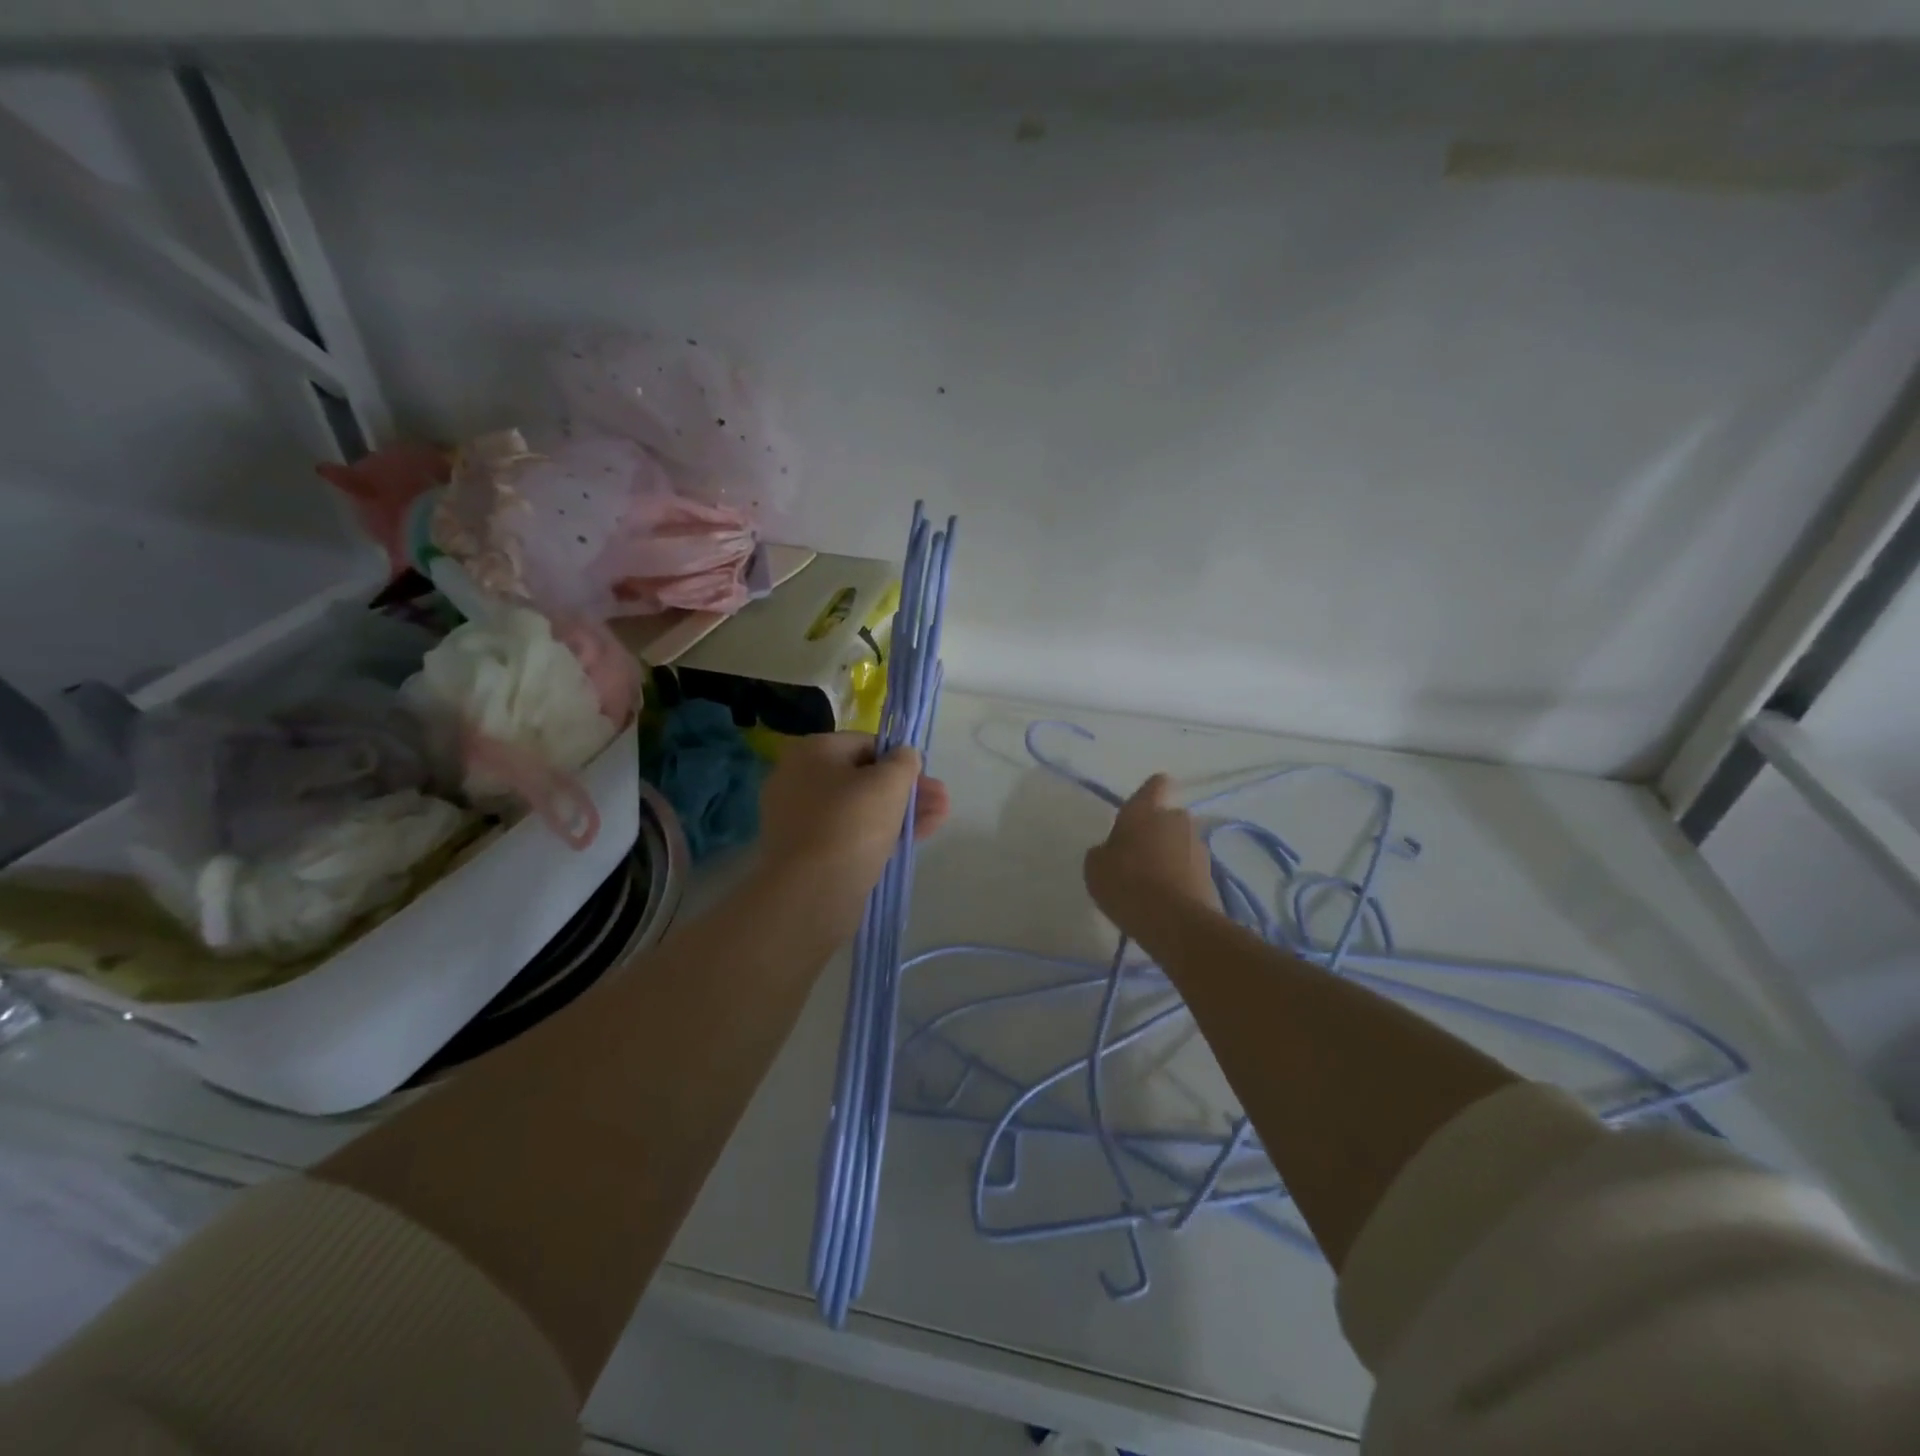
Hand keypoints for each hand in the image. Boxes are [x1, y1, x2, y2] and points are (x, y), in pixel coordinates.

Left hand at [757, 732, 949, 926]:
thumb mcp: (889, 782)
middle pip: (862, 778)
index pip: (864, 743)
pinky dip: (879, 835)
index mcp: (811, 752)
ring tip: (938, 819)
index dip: (899, 758)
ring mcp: (799, 819)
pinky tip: (912, 840)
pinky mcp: (806, 853)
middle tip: (941, 801)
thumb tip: (904, 756)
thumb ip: (904, 761)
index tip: (924, 776)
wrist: (811, 892)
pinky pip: (848, 835)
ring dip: (900, 812)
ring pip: (859, 809)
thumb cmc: (852, 824)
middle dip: (906, 789)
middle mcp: (797, 780)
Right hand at [1084, 774, 1218, 938]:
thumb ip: (1103, 851)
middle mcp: (1177, 820)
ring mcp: (1198, 847)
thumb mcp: (1095, 867)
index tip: (1142, 807)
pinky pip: (1189, 869)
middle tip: (1137, 856)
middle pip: (1168, 818)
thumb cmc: (1127, 883)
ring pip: (1180, 844)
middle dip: (1157, 832)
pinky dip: (1179, 878)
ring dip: (1169, 856)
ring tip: (1150, 884)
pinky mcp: (1211, 875)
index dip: (1150, 792)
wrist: (1175, 922)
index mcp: (1145, 810)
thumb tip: (1112, 851)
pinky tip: (1164, 900)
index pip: (1155, 785)